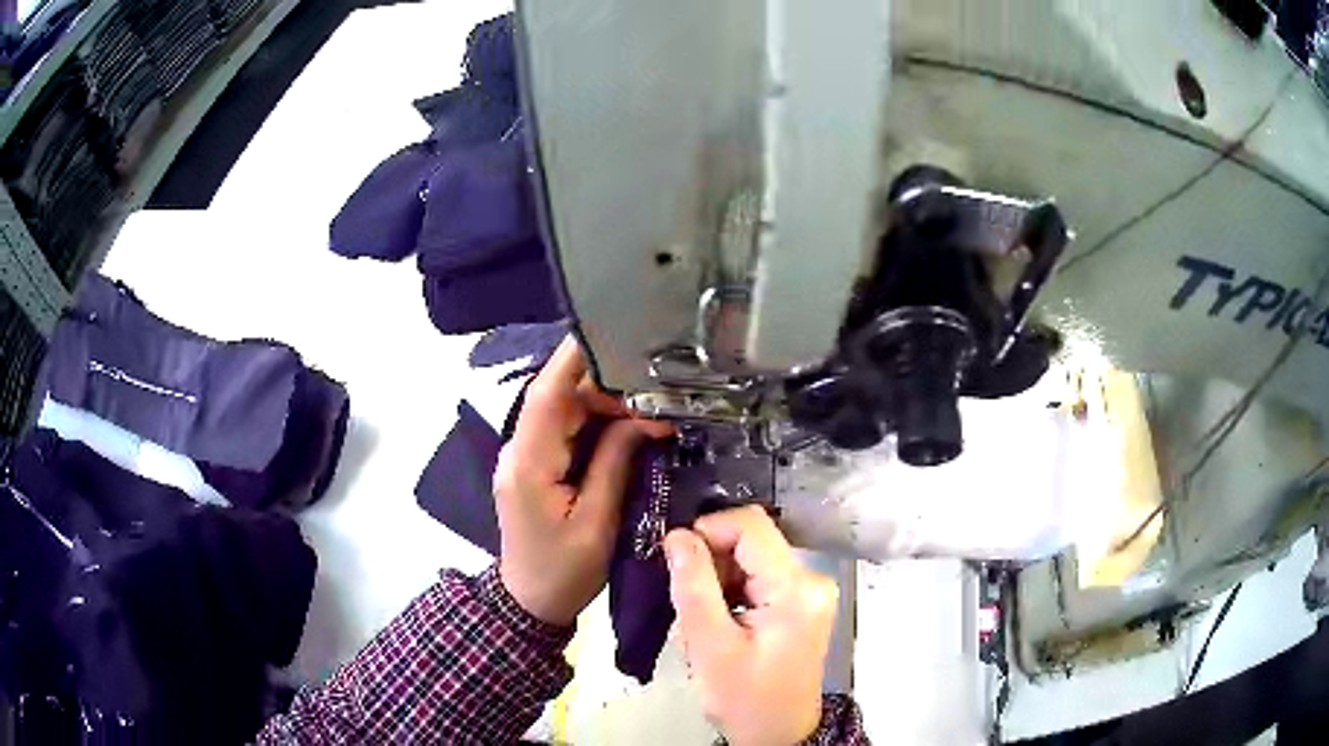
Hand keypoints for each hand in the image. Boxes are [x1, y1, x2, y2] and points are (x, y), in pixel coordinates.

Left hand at [495, 337, 671, 625]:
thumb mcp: (598, 522)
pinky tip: (627, 420)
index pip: (547, 393)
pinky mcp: (536, 464)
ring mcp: (525, 455)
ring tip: (650, 402)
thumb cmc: (564, 571)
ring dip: (603, 400)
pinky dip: (595, 420)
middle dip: (604, 382)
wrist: (530, 601)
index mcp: (529, 462)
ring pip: (563, 409)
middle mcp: (520, 449)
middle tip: (656, 386)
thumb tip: (642, 416)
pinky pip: (565, 428)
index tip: (613, 330)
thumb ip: (615, 462)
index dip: (575, 357)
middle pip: (558, 395)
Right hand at [664, 506, 838, 745]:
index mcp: (796, 588)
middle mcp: (812, 580)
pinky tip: (715, 625)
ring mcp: (809, 591)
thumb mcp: (710, 646)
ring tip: (697, 623)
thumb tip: (677, 535)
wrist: (778, 735)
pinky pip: (758, 579)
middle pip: (751, 542)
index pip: (750, 525)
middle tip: (683, 602)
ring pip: (750, 560)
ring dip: (716, 583)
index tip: (675, 559)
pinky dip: (730, 594)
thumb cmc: (745, 698)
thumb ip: (693, 586)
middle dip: (710, 565)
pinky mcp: (801, 603)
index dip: (707, 530)